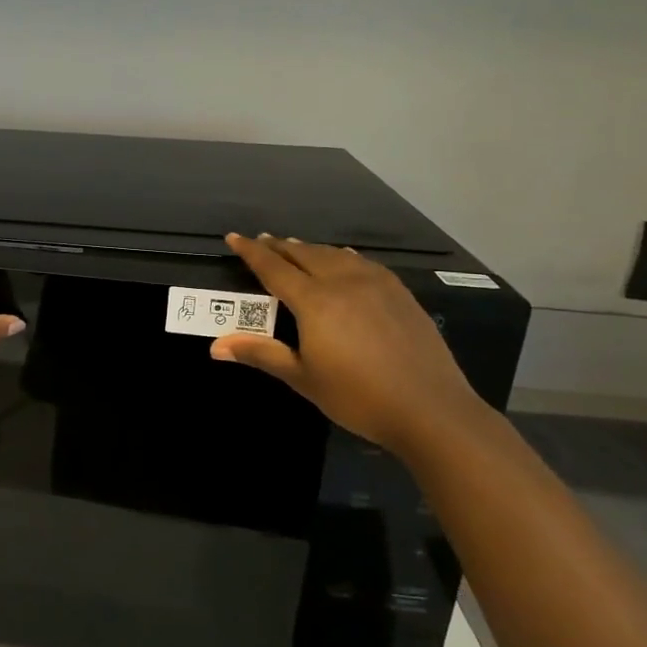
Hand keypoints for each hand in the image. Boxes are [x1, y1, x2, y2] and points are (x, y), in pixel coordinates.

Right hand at [211, 233, 490, 454]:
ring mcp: (377, 284)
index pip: (274, 267)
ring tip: (295, 247)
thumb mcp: (303, 378)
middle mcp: (343, 282)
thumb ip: (261, 353)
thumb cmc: (358, 397)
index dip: (252, 252)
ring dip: (310, 249)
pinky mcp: (400, 294)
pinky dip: (342, 256)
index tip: (234, 237)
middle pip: (304, 254)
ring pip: (335, 255)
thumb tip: (216, 347)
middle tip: (261, 241)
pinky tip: (344, 259)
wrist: (431, 409)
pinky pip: (363, 263)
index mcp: (315, 301)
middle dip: (279, 246)